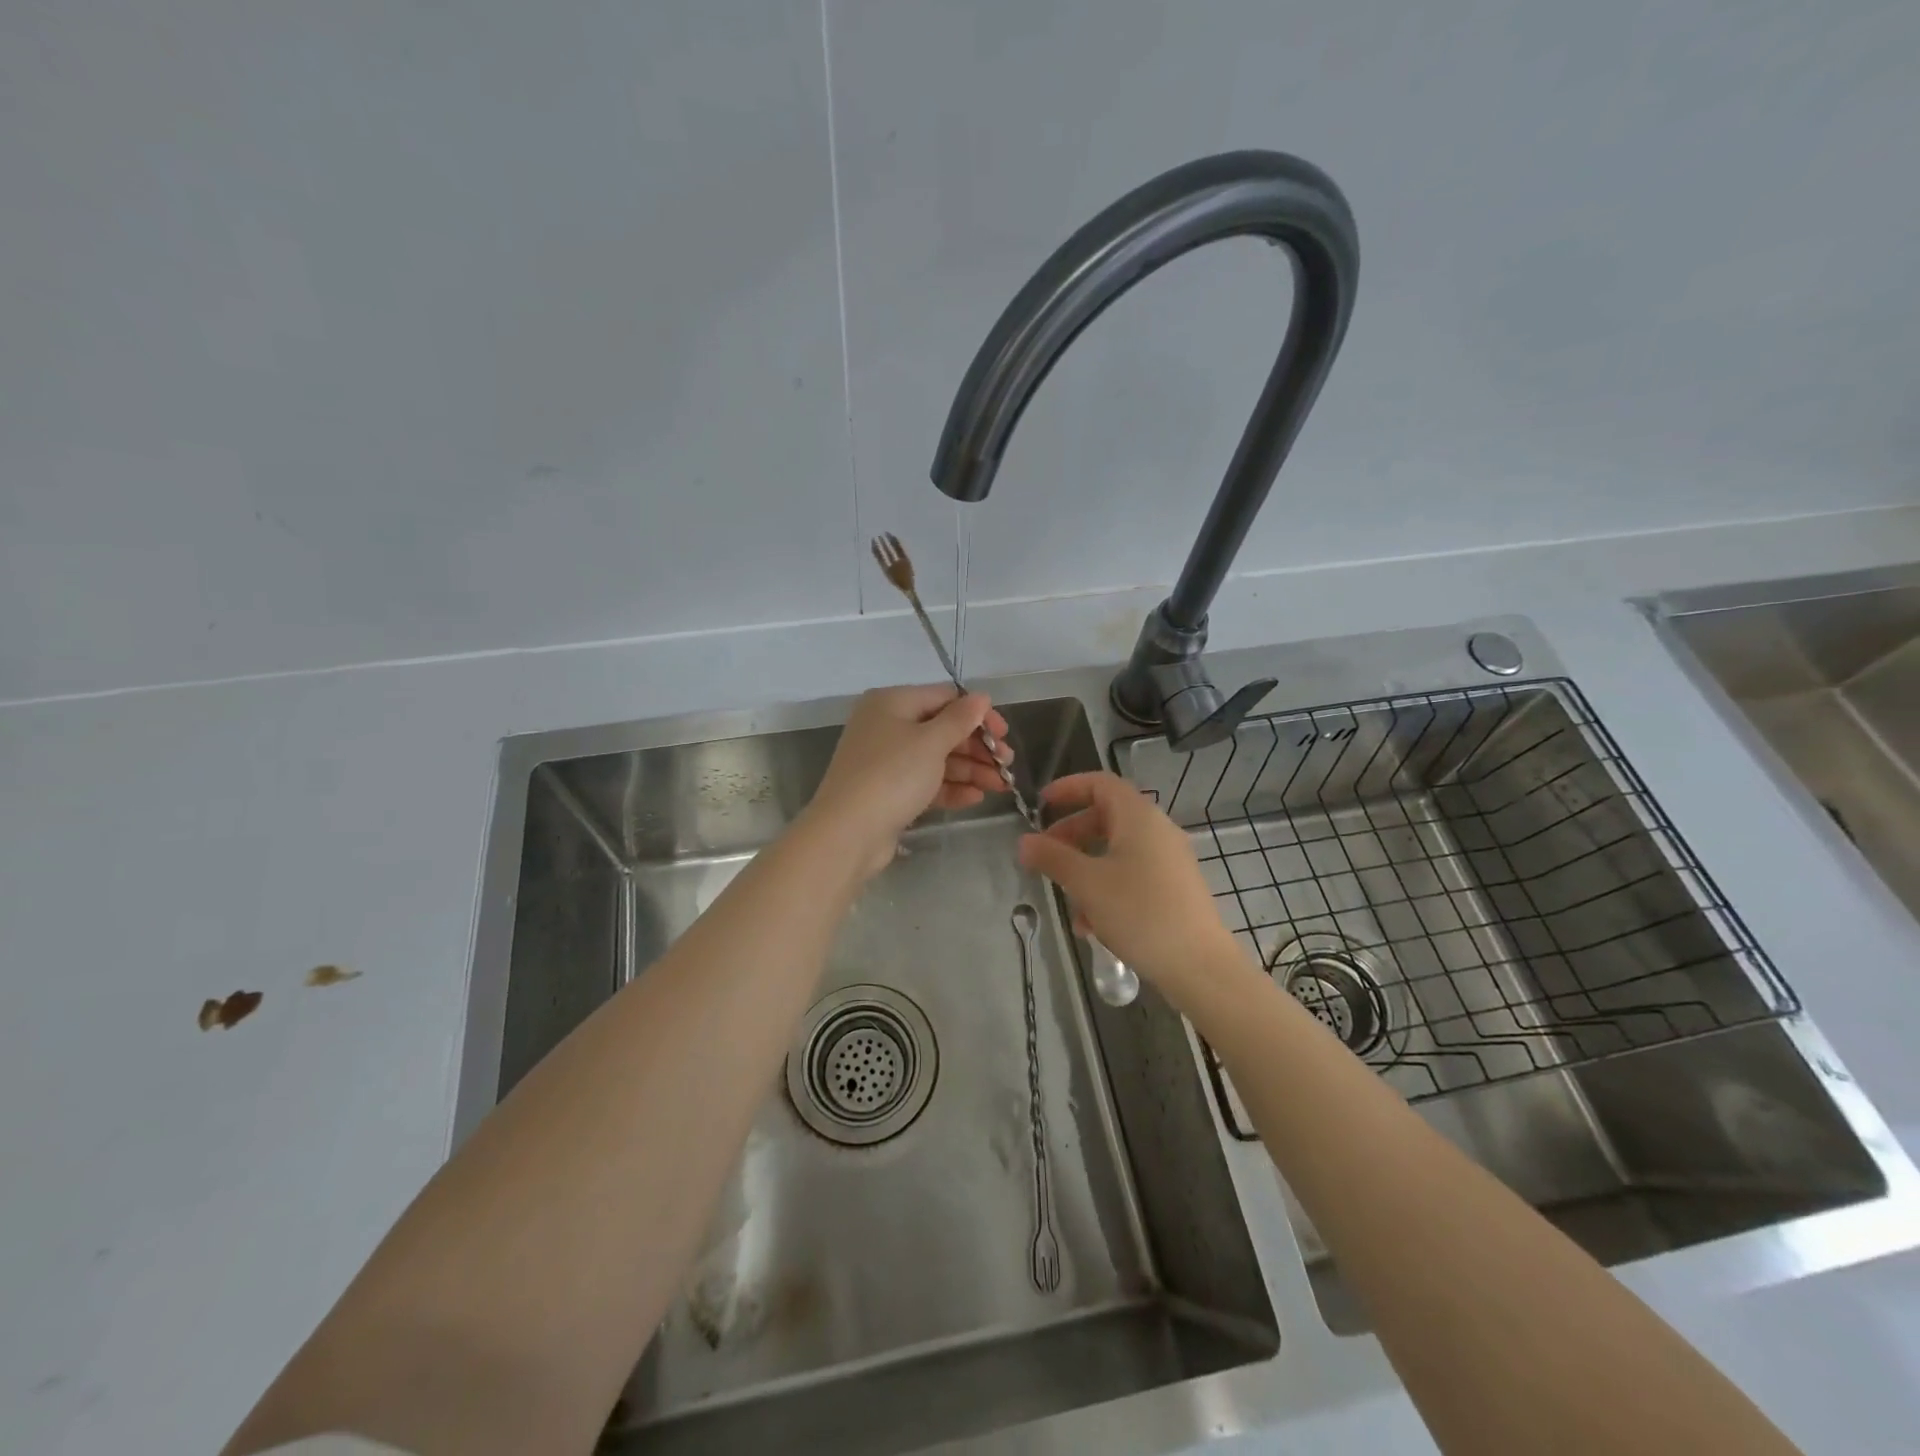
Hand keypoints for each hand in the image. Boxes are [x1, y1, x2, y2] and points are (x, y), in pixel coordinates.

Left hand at [804, 684, 1010, 877]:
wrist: (848, 832)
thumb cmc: (892, 775)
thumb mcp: (931, 742)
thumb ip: (960, 719)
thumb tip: (980, 697)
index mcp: (892, 703)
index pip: (944, 698)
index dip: (977, 714)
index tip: (1003, 734)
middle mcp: (886, 726)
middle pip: (942, 729)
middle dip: (977, 747)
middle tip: (1006, 765)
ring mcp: (885, 760)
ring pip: (936, 758)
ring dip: (970, 770)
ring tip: (1000, 786)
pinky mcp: (888, 791)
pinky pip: (925, 782)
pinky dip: (950, 787)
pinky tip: (976, 798)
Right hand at [1017, 771, 1236, 1002]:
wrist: (1200, 966)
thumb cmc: (1140, 913)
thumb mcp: (1087, 884)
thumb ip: (1052, 858)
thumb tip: (1024, 841)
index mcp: (1138, 817)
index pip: (1100, 783)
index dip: (1067, 788)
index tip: (1040, 806)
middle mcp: (1157, 830)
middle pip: (1106, 817)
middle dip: (1070, 835)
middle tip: (1044, 857)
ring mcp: (1168, 860)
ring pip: (1116, 851)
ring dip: (1085, 869)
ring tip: (1068, 903)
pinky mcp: (1173, 888)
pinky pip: (1131, 875)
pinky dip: (1107, 889)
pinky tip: (1092, 926)